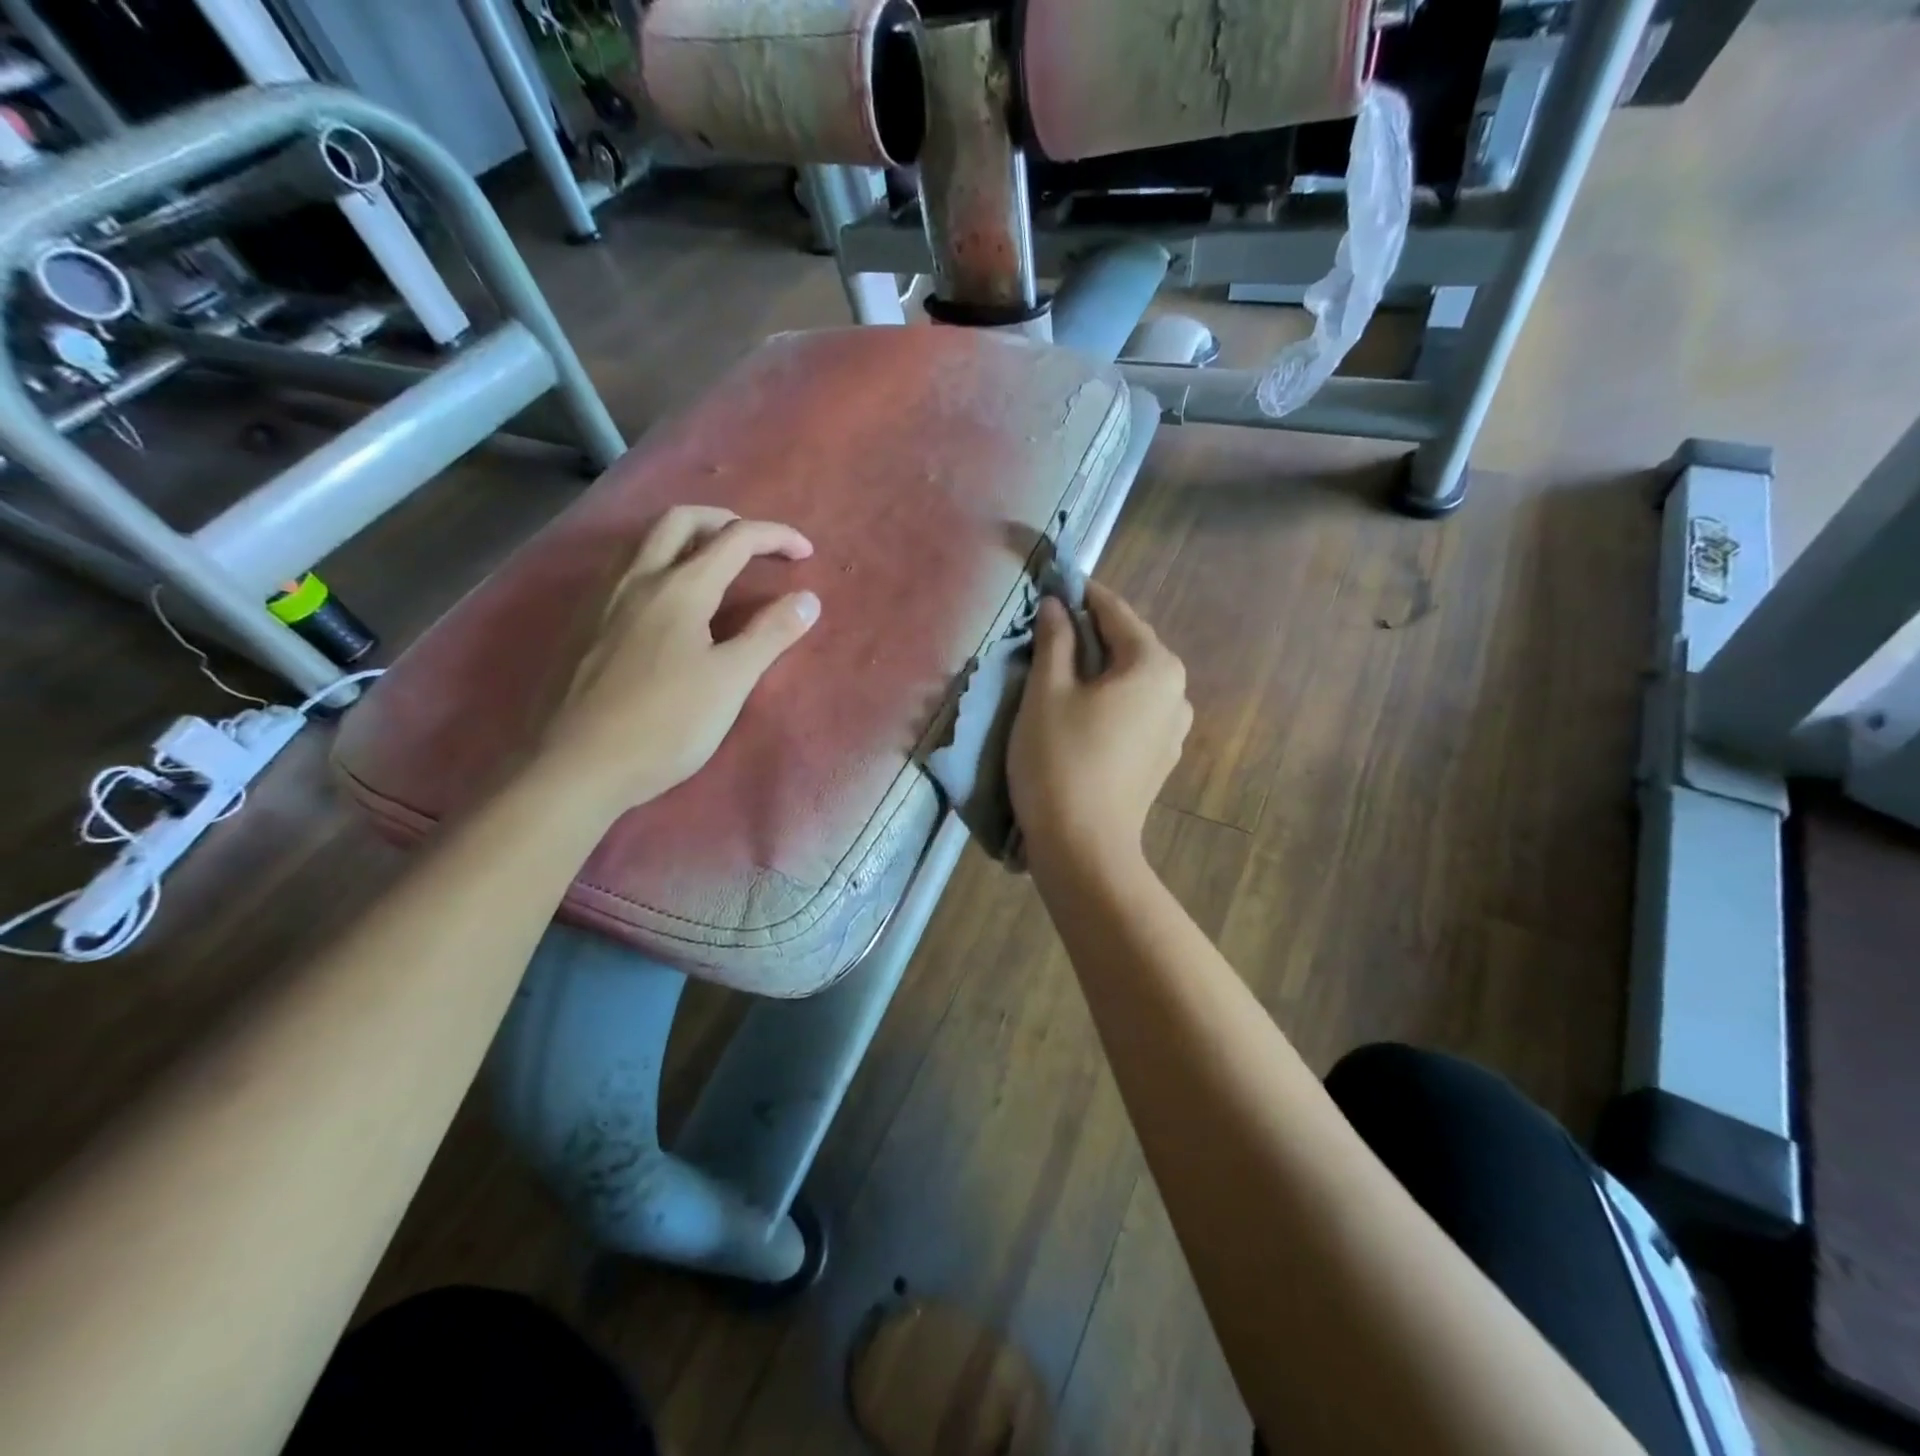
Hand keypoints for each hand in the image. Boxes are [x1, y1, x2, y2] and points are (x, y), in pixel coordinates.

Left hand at [538, 506, 819, 808]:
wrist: (575, 766)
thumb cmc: (665, 725)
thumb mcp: (730, 682)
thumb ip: (770, 634)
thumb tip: (808, 599)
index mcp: (680, 588)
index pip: (736, 539)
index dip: (776, 537)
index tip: (806, 553)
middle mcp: (637, 578)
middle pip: (682, 520)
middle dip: (725, 521)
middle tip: (754, 545)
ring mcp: (602, 598)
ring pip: (644, 540)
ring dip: (685, 535)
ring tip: (711, 562)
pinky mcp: (582, 622)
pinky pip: (622, 567)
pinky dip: (656, 560)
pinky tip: (663, 599)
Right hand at [1008, 581, 1190, 867]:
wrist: (1084, 847)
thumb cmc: (1060, 760)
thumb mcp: (1046, 692)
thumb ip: (1055, 640)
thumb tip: (1056, 605)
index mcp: (1154, 665)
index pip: (1116, 612)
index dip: (1083, 594)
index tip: (1055, 582)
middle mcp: (1177, 690)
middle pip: (1129, 646)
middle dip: (1091, 634)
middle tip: (1049, 628)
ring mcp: (1174, 728)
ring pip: (1132, 682)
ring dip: (1100, 670)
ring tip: (1061, 672)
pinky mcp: (1161, 758)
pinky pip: (1135, 712)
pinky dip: (1109, 701)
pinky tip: (1081, 714)